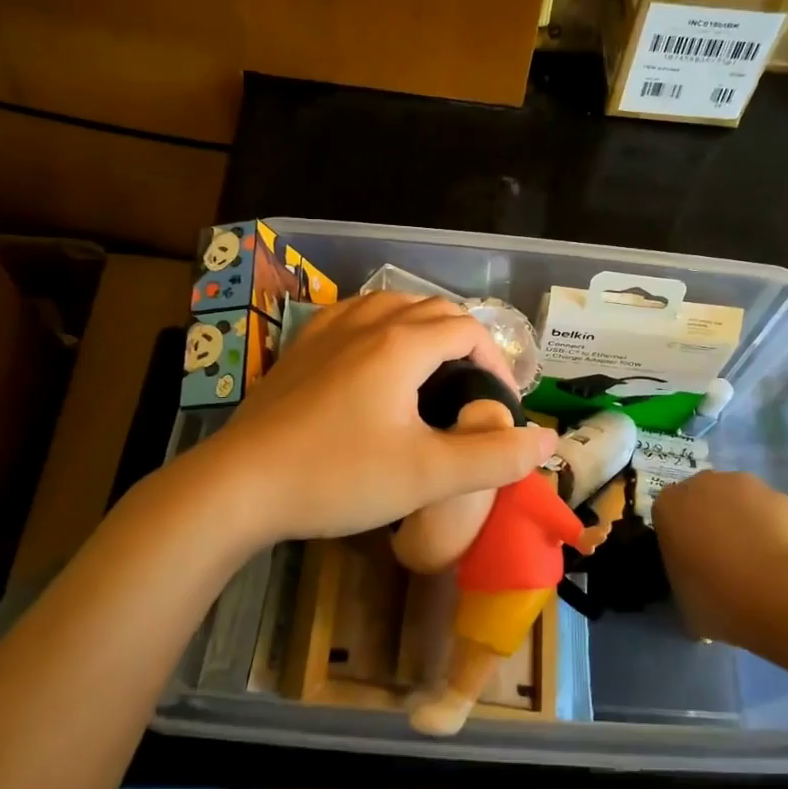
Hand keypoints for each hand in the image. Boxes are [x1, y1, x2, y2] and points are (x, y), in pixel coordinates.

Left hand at [208, 294, 557, 543]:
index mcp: (402, 344)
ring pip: (390, 303)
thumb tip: (547, 438)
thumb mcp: (427, 475)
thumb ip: (493, 456)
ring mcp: (326, 331)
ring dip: (422, 325)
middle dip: (464, 339)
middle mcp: (367, 322)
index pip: (467, 329)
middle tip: (473, 386)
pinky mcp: (299, 348)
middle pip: (432, 308)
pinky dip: (380, 324)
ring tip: (432, 365)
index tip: (500, 401)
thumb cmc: (339, 476)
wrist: (240, 484)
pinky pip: (352, 315)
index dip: (495, 360)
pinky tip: (373, 354)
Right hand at [653, 471, 787, 645]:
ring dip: (742, 519)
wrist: (777, 592)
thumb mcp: (683, 601)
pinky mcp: (780, 496)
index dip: (679, 536)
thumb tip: (696, 589)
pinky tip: (781, 558)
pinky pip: (770, 510)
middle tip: (722, 558)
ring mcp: (744, 485)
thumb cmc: (716, 597)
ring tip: (756, 559)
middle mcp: (702, 484)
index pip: (667, 513)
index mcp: (668, 506)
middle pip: (702, 498)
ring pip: (738, 499)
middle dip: (710, 520)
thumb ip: (683, 583)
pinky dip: (772, 527)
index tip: (690, 561)